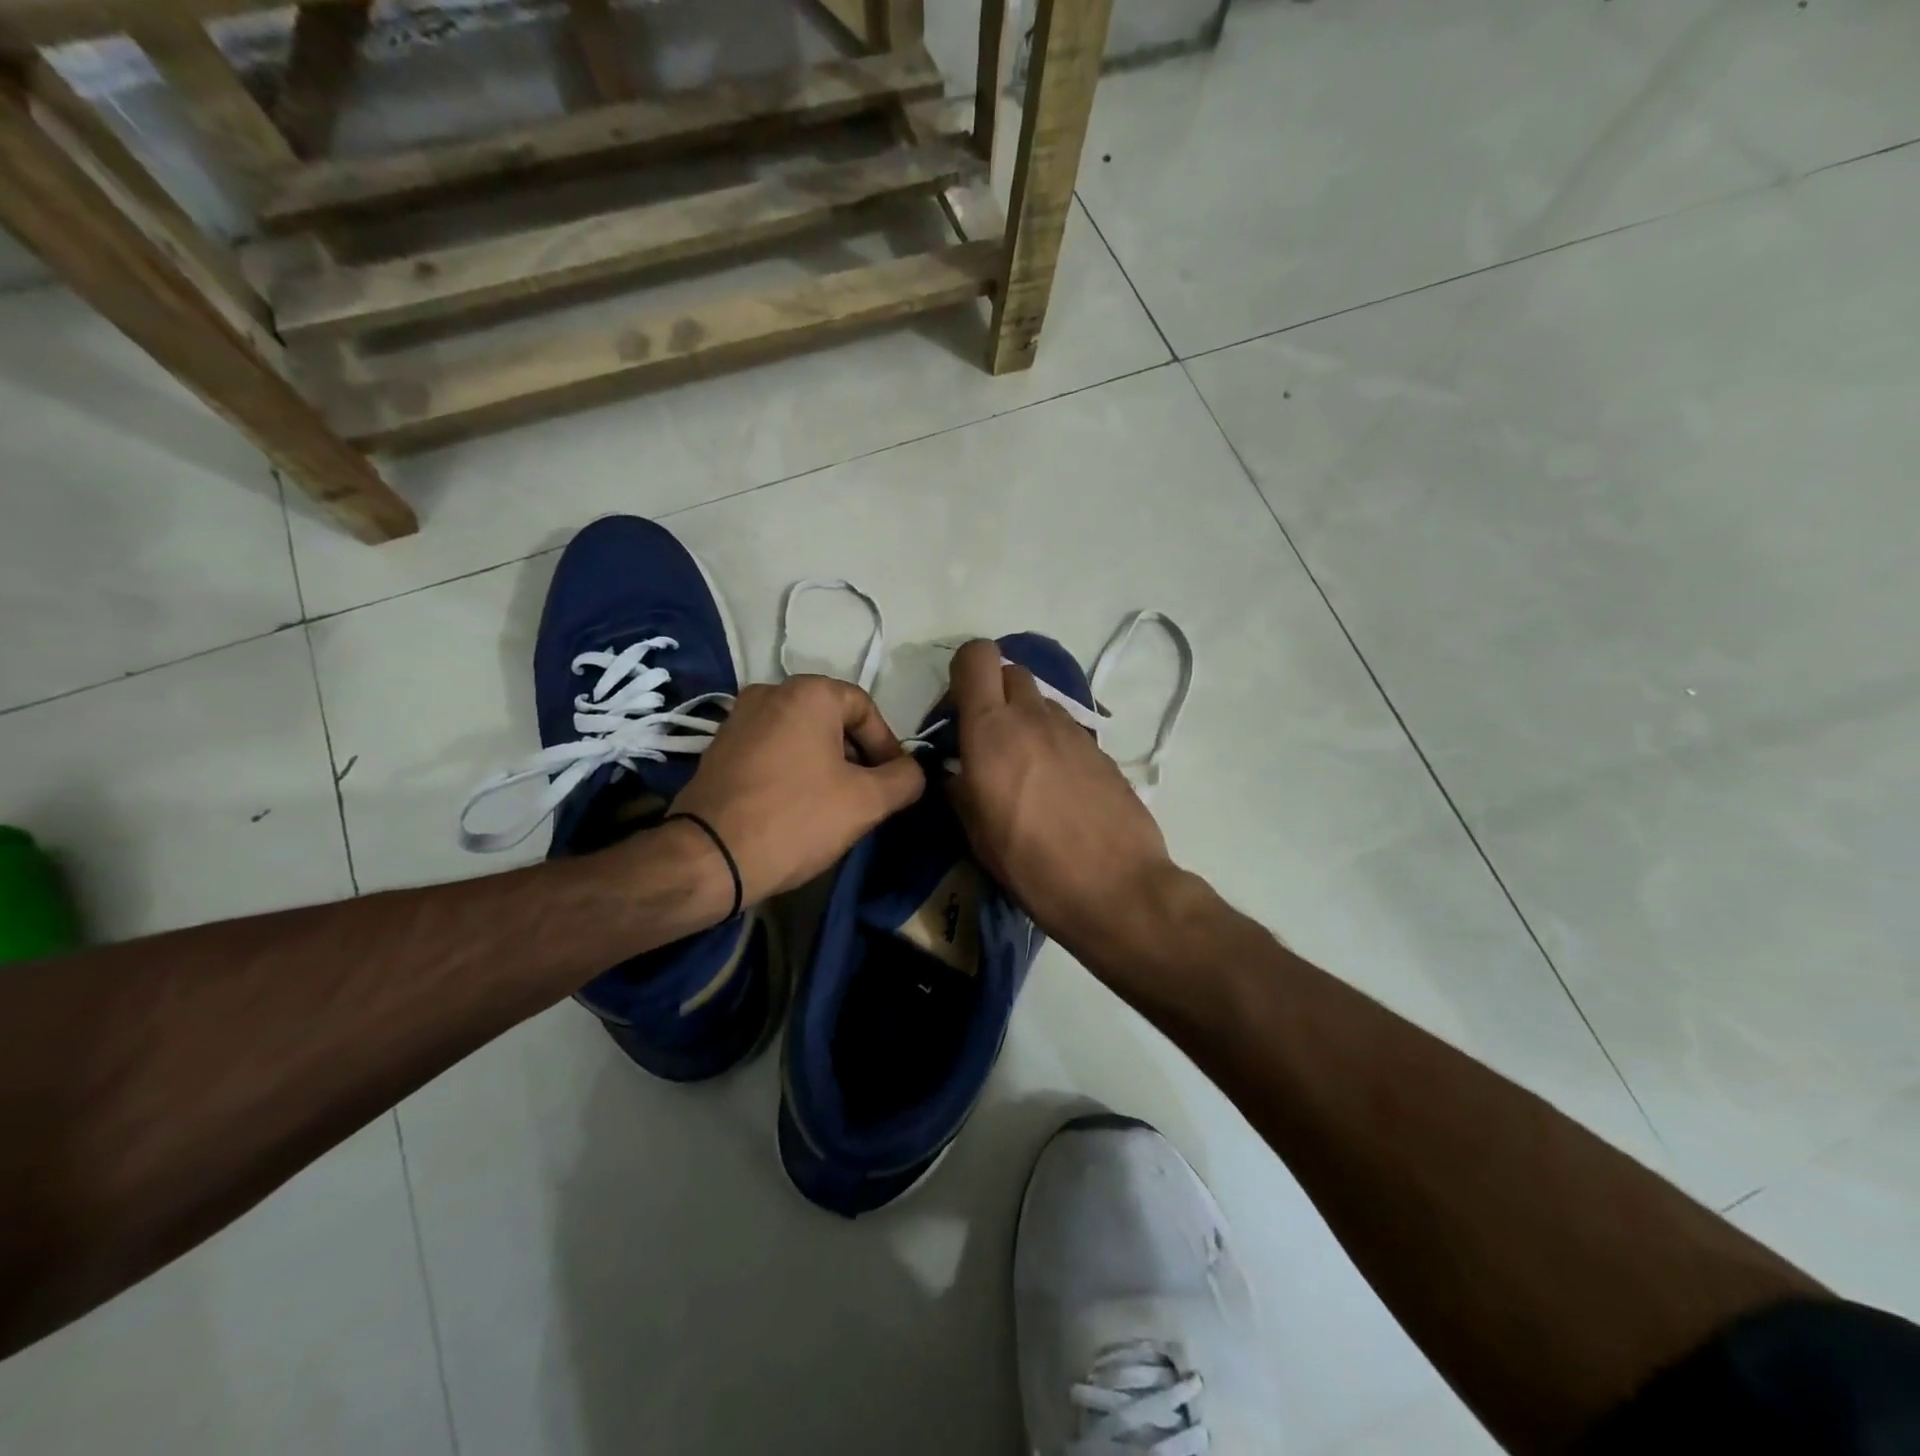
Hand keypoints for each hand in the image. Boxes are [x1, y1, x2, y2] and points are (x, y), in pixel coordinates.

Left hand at [668, 675, 924, 905]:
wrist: (709, 858)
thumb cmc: (796, 819)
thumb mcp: (867, 801)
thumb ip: (905, 779)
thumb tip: (913, 770)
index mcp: (808, 693)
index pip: (866, 709)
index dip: (887, 746)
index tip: (892, 784)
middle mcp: (770, 692)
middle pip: (833, 721)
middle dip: (857, 758)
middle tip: (867, 798)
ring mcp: (738, 719)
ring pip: (802, 737)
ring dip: (826, 766)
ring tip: (833, 807)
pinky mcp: (718, 749)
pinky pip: (772, 751)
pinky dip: (793, 771)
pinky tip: (796, 809)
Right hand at [945, 640, 1179, 963]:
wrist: (1116, 887)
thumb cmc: (1031, 865)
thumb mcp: (976, 833)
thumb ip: (958, 788)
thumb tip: (953, 771)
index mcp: (991, 731)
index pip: (976, 656)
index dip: (963, 670)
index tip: (958, 707)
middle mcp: (1032, 717)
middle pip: (1010, 671)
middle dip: (993, 691)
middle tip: (988, 735)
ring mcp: (1072, 731)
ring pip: (1040, 701)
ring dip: (1024, 718)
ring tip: (1024, 767)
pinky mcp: (1101, 750)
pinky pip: (1066, 729)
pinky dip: (1053, 741)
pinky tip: (1057, 786)